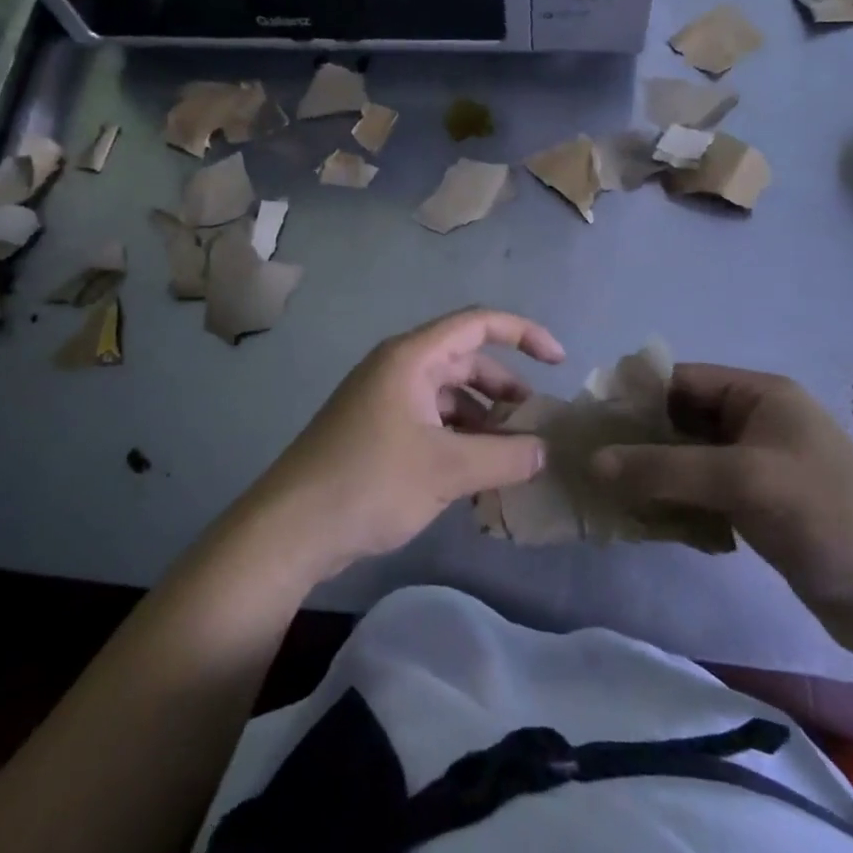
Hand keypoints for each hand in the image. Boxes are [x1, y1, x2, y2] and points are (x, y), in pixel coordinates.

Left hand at [247, 309, 564, 582]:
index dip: (523, 334)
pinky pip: (431, 423)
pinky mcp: (377, 432)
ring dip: (483, 422)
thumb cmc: (370, 482)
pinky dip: (459, 441)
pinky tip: (478, 476)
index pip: (477, 324)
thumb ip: (504, 457)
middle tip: (536, 426)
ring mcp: (385, 401)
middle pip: (465, 363)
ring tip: (513, 459)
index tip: (559, 362)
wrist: (292, 527)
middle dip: (505, 390)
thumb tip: (543, 450)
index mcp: (411, 358)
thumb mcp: (446, 469)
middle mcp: (398, 369)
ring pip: (449, 398)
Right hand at [591, 364, 852, 651]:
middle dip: (638, 442)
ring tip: (609, 495)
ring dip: (652, 477)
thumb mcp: (741, 480)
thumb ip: (664, 468)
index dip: (634, 397)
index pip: (680, 381)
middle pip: (679, 421)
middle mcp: (754, 423)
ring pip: (686, 461)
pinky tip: (648, 523)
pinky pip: (701, 494)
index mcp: (758, 395)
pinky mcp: (756, 507)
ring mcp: (756, 467)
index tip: (590, 422)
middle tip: (590, 463)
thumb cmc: (825, 513)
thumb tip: (593, 461)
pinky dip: (674, 504)